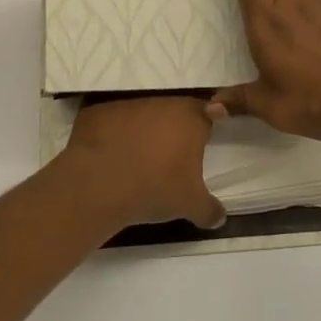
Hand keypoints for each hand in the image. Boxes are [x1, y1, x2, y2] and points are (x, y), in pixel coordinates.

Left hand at [61, 94, 225, 230]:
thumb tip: (221, 218)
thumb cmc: (155, 188)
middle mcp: (161, 102)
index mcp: (190, 118)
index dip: (203, 129)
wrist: (100, 185)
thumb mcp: (191, 205)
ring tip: (137, 157)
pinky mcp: (99, 111)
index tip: (198, 146)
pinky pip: (112, 120)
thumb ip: (210, 210)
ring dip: (143, 130)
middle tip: (168, 156)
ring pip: (143, 114)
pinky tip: (110, 154)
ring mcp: (128, 104)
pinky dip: (113, 133)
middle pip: (173, 111)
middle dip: (173, 130)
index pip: (207, 113)